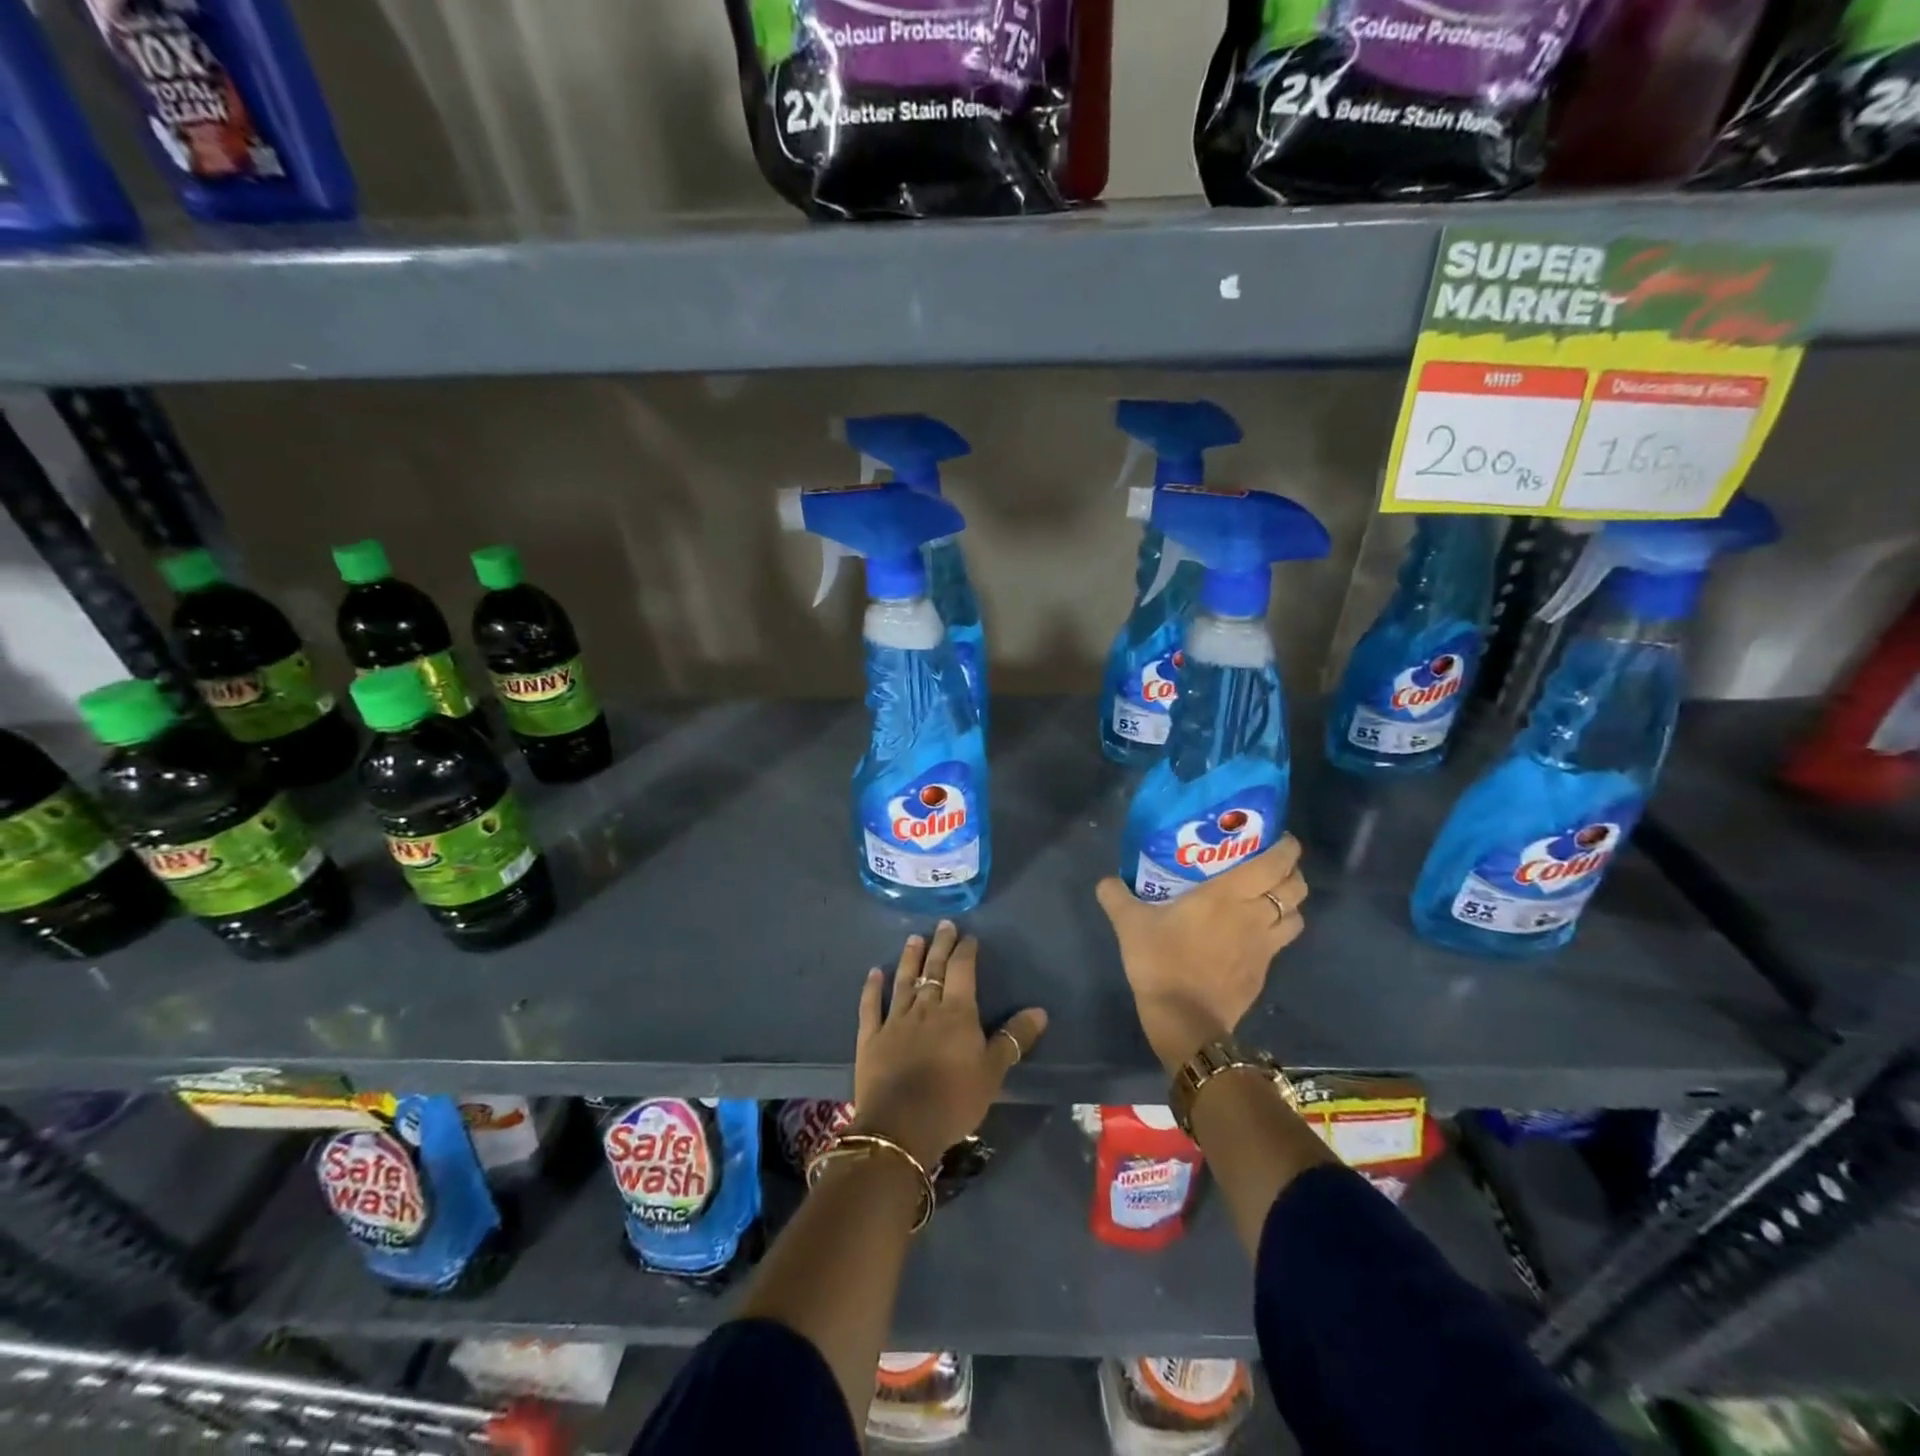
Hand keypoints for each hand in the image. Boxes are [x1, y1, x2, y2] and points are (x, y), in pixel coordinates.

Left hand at [851, 921, 1048, 1166]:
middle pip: (934, 969)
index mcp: (957, 1012)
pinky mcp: (871, 1037)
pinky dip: (872, 988)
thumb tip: (1040, 1011)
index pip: (962, 971)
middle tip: (943, 924)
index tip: (968, 936)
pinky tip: (874, 972)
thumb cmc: (954, 1099)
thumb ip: (1014, 1038)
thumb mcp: (993, 1072)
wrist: (902, 1126)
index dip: (966, 951)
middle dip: (940, 945)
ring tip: (914, 938)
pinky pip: (871, 1007)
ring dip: (910, 959)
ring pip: (904, 981)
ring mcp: (895, 1020)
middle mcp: (925, 1007)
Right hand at [1095, 835, 1308, 1073]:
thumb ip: (1116, 896)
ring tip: (1268, 898)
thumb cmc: (1161, 961)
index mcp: (1229, 894)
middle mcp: (1255, 914)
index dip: (1286, 847)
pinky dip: (1276, 932)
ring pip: (1296, 916)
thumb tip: (1105, 880)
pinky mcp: (1264, 971)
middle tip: (1270, 866)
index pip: (1276, 862)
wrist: (1184, 1019)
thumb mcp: (1129, 924)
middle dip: (1291, 872)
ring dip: (1289, 904)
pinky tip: (1253, 933)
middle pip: (1296, 887)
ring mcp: (1264, 946)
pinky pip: (1281, 942)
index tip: (1278, 838)